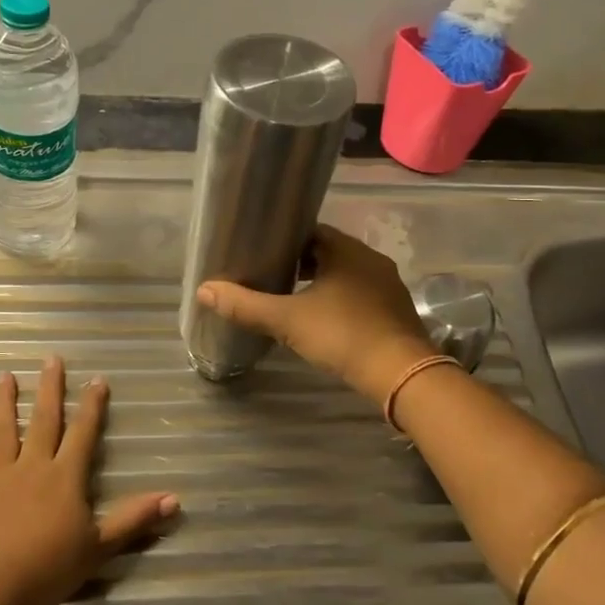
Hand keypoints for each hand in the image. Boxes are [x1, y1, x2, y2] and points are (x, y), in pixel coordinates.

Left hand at [0, 357, 178, 604]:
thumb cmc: (48, 568)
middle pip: (43, 419)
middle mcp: (32, 465)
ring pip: (2, 428)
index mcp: (64, 476)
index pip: (82, 433)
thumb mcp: (99, 547)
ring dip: (4, 400)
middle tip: (51, 359)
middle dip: (49, 388)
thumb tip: (175, 499)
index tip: (96, 379)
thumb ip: (133, 520)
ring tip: (5, 375)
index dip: (92, 405)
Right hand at [196, 224, 433, 405]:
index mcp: (346, 249)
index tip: (264, 253)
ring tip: (294, 299)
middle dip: (302, 263)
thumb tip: (203, 290)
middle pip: (329, 251)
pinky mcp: (396, 309)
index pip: (311, 231)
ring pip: (347, 274)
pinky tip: (327, 319)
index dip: (285, 240)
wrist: (401, 373)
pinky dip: (342, 300)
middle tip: (272, 278)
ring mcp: (388, 284)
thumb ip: (246, 305)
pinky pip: (362, 294)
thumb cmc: (342, 335)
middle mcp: (370, 258)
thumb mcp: (287, 320)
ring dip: (323, 282)